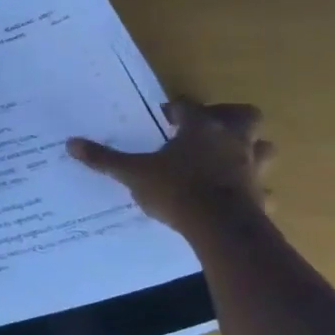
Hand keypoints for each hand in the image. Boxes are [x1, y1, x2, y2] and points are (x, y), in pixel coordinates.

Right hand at [66, 98, 274, 239]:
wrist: (220, 227)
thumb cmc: (176, 189)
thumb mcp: (132, 173)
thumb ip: (104, 158)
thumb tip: (71, 143)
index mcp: (201, 128)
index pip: (189, 106)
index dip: (176, 109)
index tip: (164, 117)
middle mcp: (232, 141)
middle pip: (244, 115)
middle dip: (229, 117)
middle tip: (207, 128)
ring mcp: (252, 168)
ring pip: (263, 148)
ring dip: (250, 149)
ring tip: (228, 158)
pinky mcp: (261, 196)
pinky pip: (263, 189)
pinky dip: (255, 190)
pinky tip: (240, 197)